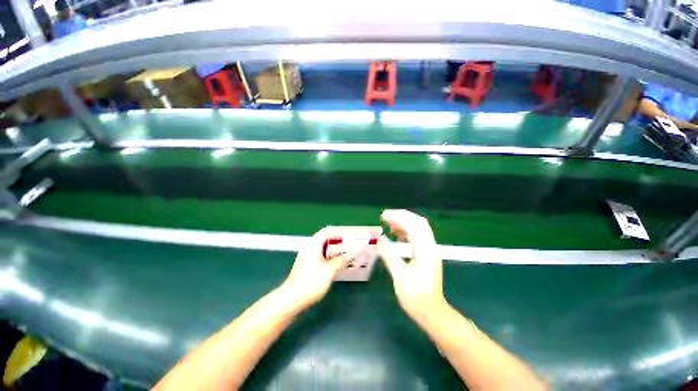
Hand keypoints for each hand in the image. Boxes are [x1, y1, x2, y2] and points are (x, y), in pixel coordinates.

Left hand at [282, 226, 380, 307]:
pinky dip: (328, 256)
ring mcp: (306, 256)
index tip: (348, 237)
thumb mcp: (329, 270)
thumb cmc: (312, 281)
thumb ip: (341, 260)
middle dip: (337, 241)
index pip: (327, 231)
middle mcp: (309, 247)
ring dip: (333, 250)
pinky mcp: (305, 265)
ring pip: (322, 248)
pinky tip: (335, 264)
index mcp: (313, 245)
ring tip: (345, 254)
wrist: (292, 298)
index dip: (338, 233)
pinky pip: (319, 255)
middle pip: (324, 239)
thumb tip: (350, 255)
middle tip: (349, 246)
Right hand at [378, 209, 446, 321]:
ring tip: (389, 224)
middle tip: (385, 216)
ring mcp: (430, 250)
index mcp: (425, 250)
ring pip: (419, 228)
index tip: (384, 216)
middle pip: (418, 222)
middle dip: (401, 216)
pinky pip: (418, 236)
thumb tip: (379, 239)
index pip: (414, 225)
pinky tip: (397, 235)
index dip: (398, 217)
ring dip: (404, 223)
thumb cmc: (415, 297)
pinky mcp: (427, 254)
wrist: (432, 312)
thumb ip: (389, 255)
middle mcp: (430, 246)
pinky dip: (407, 231)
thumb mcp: (400, 276)